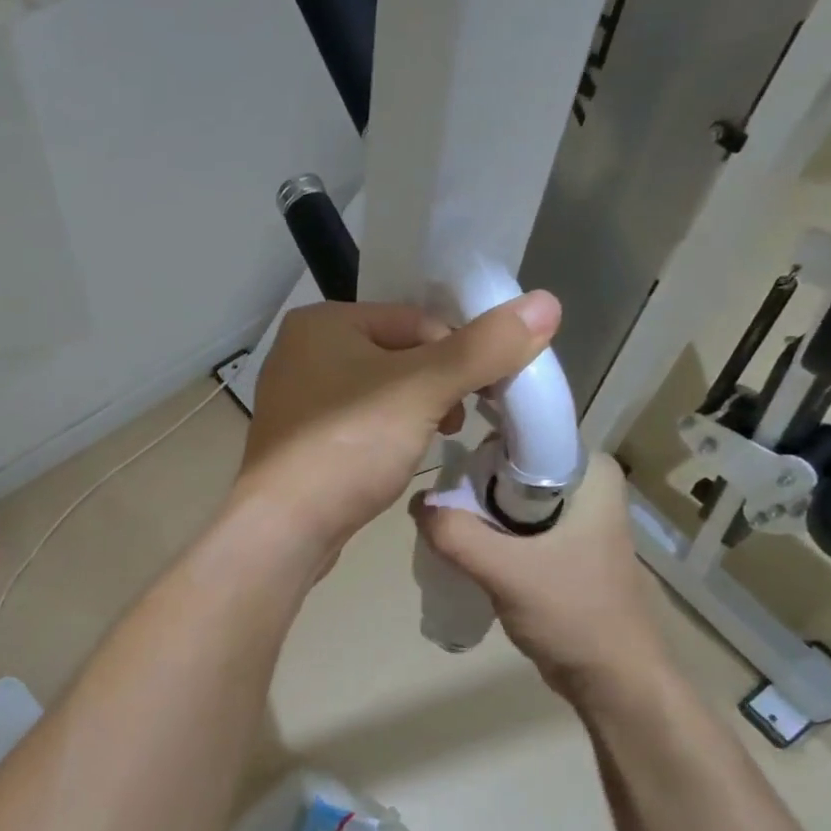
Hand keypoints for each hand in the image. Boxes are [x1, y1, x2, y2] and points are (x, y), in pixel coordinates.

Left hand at [233, 293, 560, 564]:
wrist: (283, 528)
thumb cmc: (349, 446)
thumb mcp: (423, 389)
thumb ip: (483, 347)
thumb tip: (546, 302)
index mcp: (322, 322)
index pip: (415, 320)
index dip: (459, 352)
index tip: (484, 392)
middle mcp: (301, 353)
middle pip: (397, 355)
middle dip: (436, 386)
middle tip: (456, 421)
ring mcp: (294, 402)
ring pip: (377, 394)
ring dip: (414, 413)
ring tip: (430, 442)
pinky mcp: (298, 444)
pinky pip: (355, 426)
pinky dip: (382, 437)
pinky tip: (393, 462)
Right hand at [412, 453, 663, 692]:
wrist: (613, 678)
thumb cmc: (573, 614)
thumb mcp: (506, 570)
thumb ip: (456, 534)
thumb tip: (417, 504)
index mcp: (590, 473)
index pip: (523, 434)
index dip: (481, 448)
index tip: (446, 472)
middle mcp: (585, 487)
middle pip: (510, 467)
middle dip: (473, 487)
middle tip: (444, 513)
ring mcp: (575, 519)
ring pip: (508, 499)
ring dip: (478, 514)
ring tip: (448, 534)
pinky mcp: (563, 548)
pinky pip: (514, 526)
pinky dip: (490, 536)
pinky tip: (468, 554)